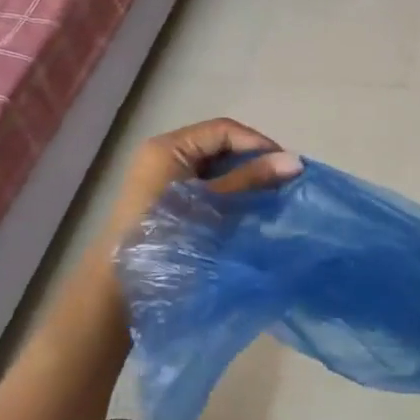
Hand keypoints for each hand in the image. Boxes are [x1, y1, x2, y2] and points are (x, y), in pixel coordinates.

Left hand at [102, 117, 301, 245]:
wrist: (123, 288)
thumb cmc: (169, 237)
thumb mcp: (214, 203)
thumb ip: (251, 179)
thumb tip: (295, 161)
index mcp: (169, 147)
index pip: (223, 130)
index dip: (257, 142)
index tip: (287, 163)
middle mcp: (163, 154)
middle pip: (217, 145)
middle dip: (252, 159)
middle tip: (282, 178)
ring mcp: (162, 176)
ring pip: (212, 165)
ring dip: (241, 175)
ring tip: (270, 191)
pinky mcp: (165, 197)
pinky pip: (203, 182)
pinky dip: (227, 189)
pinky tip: (247, 204)